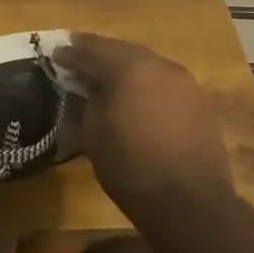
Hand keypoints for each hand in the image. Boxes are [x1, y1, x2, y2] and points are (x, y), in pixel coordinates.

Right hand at [54, 33, 236, 224]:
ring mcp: (183, 81)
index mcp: (129, 69)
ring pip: (146, 62)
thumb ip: (90, 100)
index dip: (71, 54)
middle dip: (98, 50)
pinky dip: (144, 80)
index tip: (55, 54)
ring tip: (104, 71)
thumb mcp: (94, 134)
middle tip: (77, 51)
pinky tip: (135, 91)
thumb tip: (91, 88)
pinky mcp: (198, 100)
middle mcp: (159, 65)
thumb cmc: (132, 169)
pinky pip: (163, 79)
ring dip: (123, 63)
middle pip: (121, 49)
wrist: (190, 203)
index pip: (92, 52)